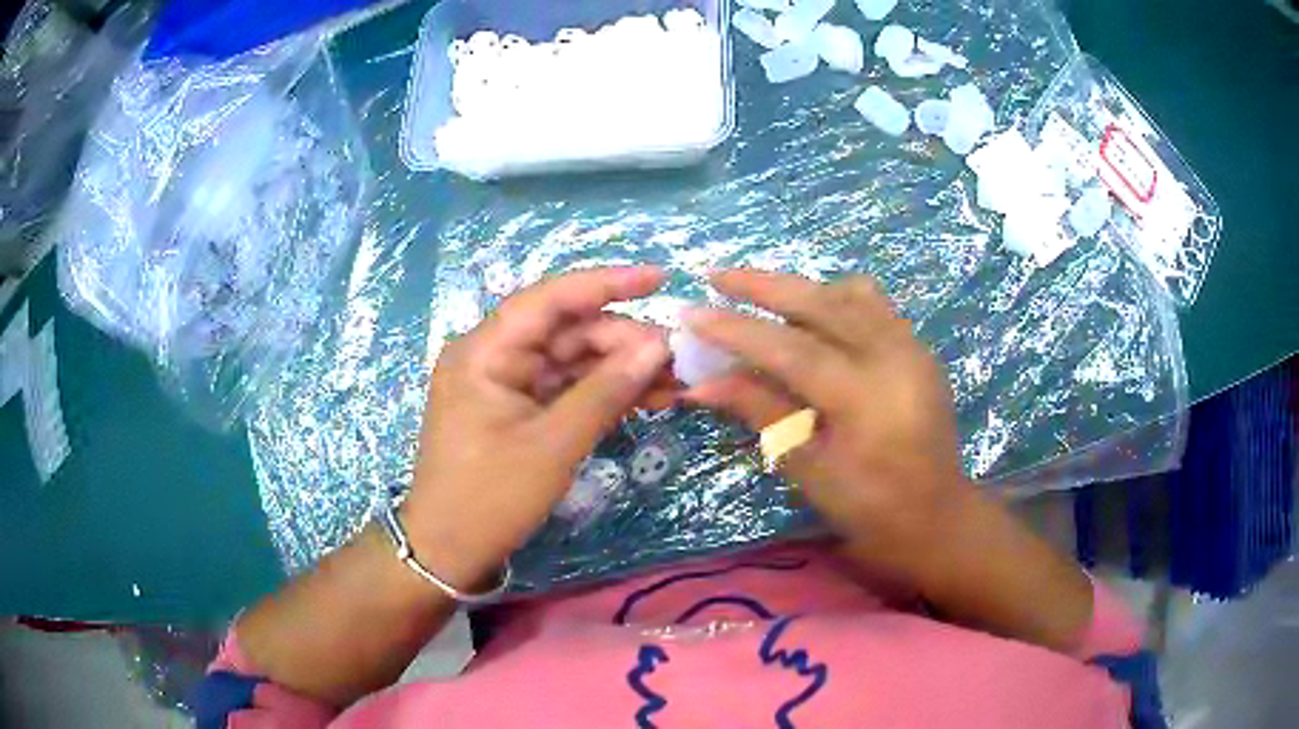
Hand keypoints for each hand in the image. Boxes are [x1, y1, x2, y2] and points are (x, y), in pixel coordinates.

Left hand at [401, 267, 673, 588]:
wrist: (450, 550)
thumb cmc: (491, 497)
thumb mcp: (553, 445)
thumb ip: (605, 391)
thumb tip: (657, 346)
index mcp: (484, 351)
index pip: (549, 299)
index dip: (606, 283)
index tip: (660, 278)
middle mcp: (493, 356)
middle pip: (567, 331)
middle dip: (624, 341)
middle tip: (678, 359)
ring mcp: (505, 383)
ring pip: (572, 360)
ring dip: (621, 369)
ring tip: (675, 381)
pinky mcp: (518, 408)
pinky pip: (566, 388)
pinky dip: (604, 393)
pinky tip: (648, 397)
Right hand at [683, 270, 971, 571]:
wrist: (937, 515)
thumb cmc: (870, 508)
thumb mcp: (809, 469)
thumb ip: (761, 412)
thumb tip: (701, 383)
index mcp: (866, 398)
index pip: (791, 349)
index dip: (737, 329)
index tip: (691, 313)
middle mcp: (894, 356)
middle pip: (822, 301)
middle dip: (763, 284)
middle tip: (716, 275)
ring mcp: (912, 346)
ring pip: (849, 292)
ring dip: (801, 287)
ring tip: (760, 294)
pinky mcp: (918, 346)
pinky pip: (872, 304)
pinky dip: (834, 298)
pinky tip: (811, 315)